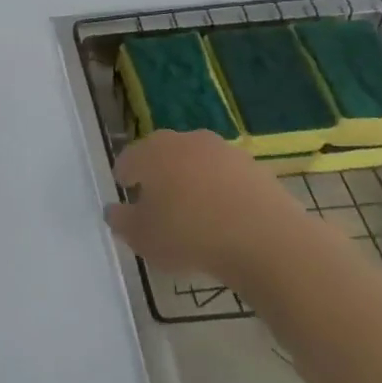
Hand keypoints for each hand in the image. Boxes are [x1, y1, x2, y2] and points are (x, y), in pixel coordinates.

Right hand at [106, 130, 308, 283]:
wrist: (267, 241)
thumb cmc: (190, 235)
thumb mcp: (142, 237)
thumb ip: (122, 221)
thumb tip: (114, 210)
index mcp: (152, 151)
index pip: (129, 159)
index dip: (125, 178)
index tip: (127, 197)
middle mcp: (185, 141)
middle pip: (164, 156)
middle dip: (158, 176)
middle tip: (158, 205)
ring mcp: (224, 151)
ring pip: (197, 165)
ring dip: (192, 183)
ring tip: (194, 215)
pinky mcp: (256, 168)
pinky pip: (227, 179)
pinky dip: (222, 193)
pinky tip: (225, 221)